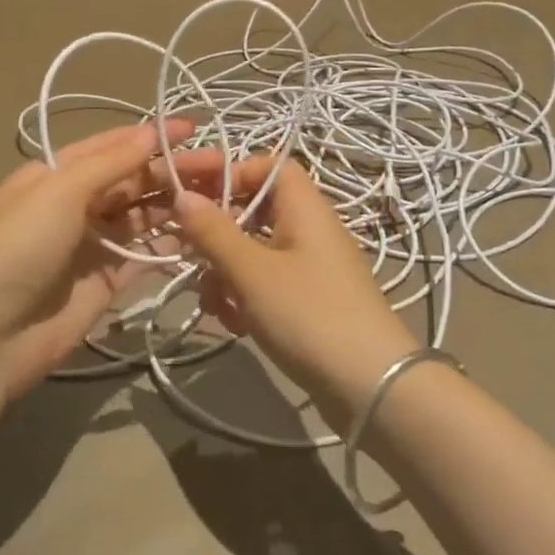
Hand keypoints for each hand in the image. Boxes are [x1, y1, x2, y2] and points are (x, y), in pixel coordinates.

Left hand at [0, 121, 232, 399]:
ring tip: (221, 195)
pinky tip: (202, 234)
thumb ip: (110, 164)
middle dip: (172, 171)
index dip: (150, 136)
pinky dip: (169, 245)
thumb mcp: (58, 191)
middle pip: (132, 182)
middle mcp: (75, 205)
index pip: (111, 147)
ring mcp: (92, 245)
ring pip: (142, 217)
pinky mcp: (105, 282)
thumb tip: (151, 133)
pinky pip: (143, 256)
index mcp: (56, 175)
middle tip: (223, 166)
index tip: (193, 129)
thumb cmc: (18, 246)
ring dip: (176, 205)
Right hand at [173, 156, 412, 414]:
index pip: (266, 166)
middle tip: (184, 254)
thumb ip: (213, 231)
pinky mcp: (307, 302)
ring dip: (224, 273)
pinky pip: (265, 284)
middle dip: (215, 235)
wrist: (371, 389)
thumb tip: (182, 195)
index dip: (227, 171)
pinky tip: (234, 325)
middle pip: (253, 211)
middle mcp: (308, 230)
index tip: (190, 191)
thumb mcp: (252, 271)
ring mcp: (309, 268)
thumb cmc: (310, 315)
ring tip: (214, 304)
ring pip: (252, 252)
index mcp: (304, 208)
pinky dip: (244, 298)